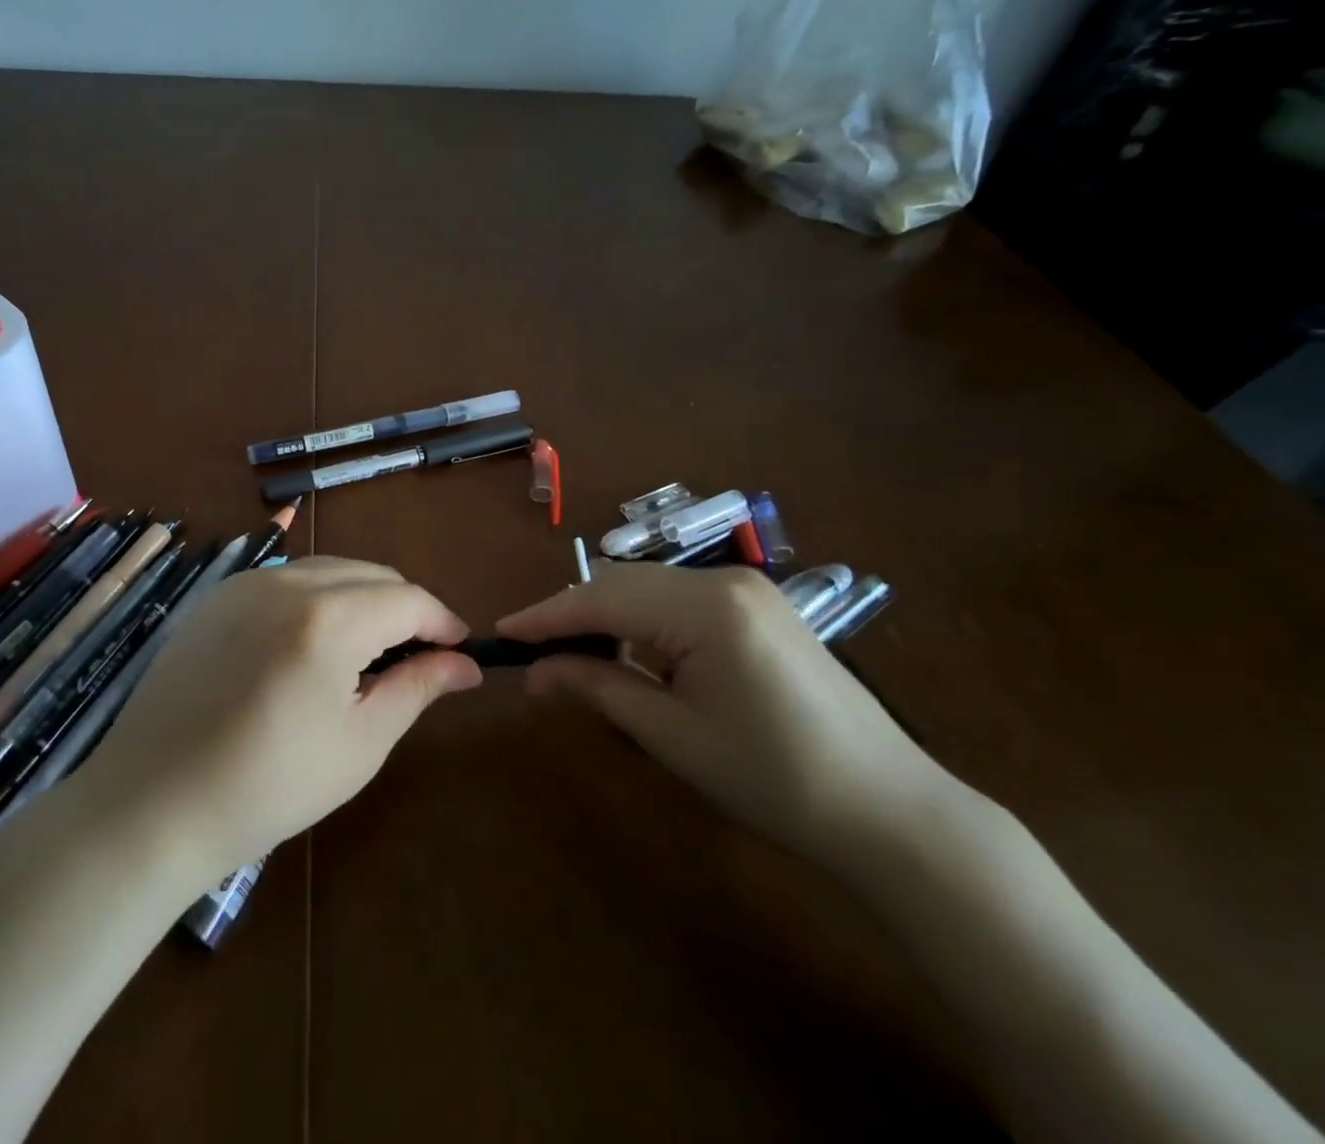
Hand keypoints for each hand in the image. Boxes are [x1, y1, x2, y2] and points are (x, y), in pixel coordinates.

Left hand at [78, 557, 480, 885]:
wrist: (152, 803)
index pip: (408, 599)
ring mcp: (246, 583)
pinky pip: (286, 580)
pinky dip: (317, 599)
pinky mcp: (217, 596)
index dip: (443, 622)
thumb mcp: (360, 742)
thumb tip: (465, 663)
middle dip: (404, 608)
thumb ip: (418, 687)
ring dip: (361, 600)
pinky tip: (310, 647)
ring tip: (365, 654)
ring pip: (329, 570)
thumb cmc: (269, 786)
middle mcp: (288, 581)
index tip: (461, 652)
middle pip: (371, 574)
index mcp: (329, 617)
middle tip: (416, 659)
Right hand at [499, 564, 949, 873]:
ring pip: (648, 587)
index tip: (501, 633)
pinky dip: (643, 620)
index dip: (545, 616)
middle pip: (621, 583)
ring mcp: (748, 588)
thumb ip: (597, 688)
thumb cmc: (775, 780)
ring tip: (572, 655)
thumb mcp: (673, 736)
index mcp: (705, 607)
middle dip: (572, 614)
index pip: (601, 599)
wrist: (892, 812)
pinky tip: (630, 652)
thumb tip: (534, 672)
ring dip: (606, 615)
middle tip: (532, 652)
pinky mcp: (760, 605)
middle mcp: (724, 579)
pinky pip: (680, 599)